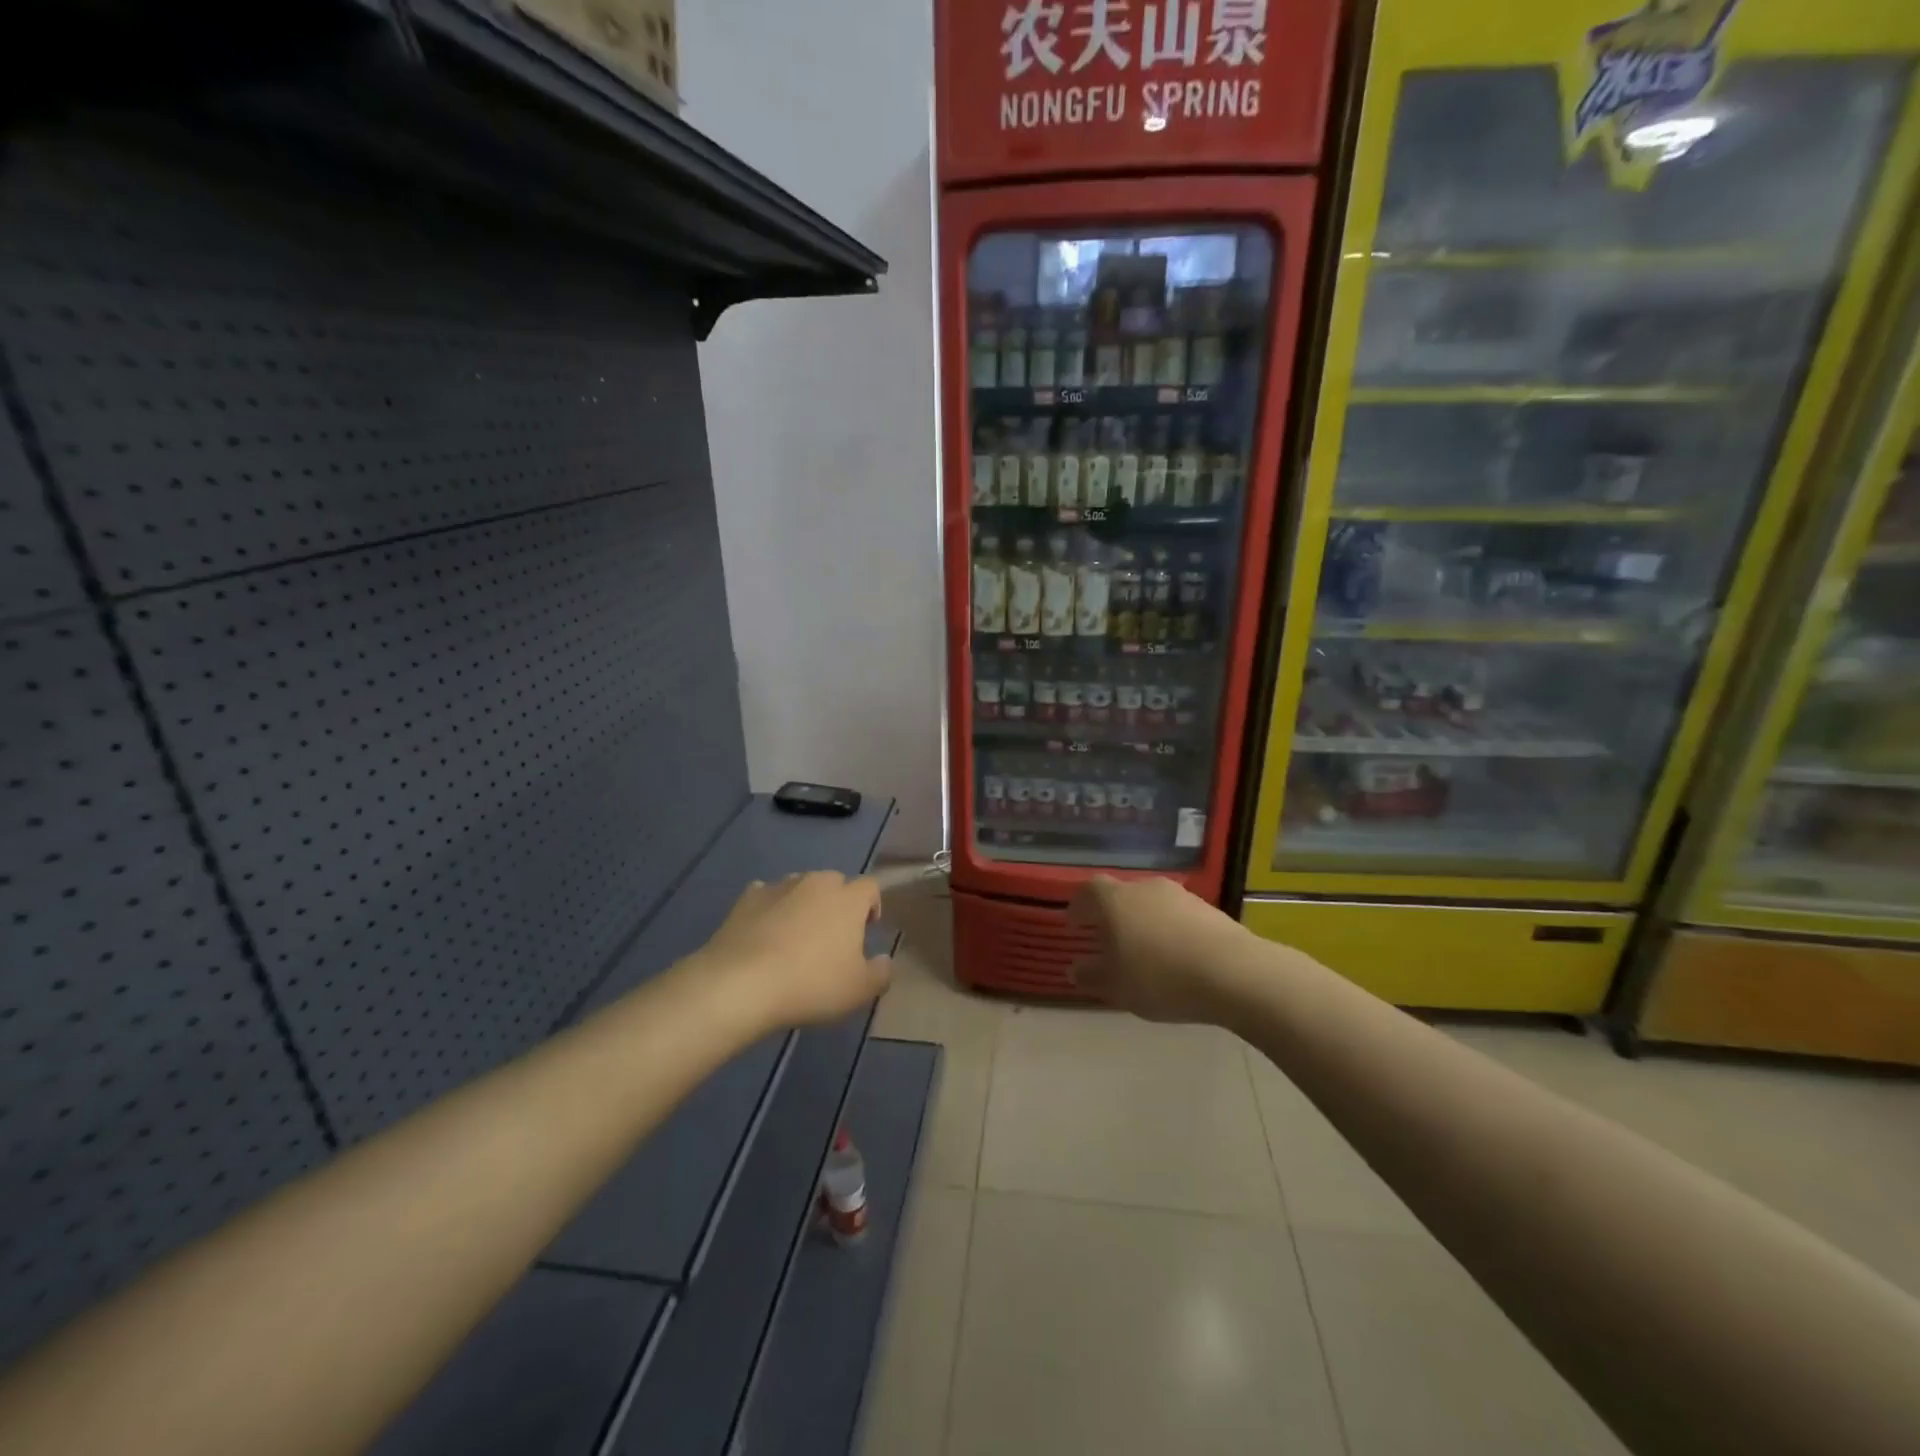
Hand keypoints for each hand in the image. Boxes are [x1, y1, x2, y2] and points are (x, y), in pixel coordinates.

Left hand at [698, 872, 892, 1029]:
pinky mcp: (747, 898)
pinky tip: (764, 932)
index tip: (867, 929)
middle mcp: (816, 883)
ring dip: (804, 903)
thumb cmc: (811, 984)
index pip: (870, 886)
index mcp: (848, 899)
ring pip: (800, 886)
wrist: (741, 983)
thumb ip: (881, 973)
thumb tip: (885, 960)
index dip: (872, 904)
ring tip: (796, 934)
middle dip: (837, 902)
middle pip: (834, 882)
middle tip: (832, 935)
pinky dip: (770, 908)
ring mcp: (779, 887)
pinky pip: (766, 895)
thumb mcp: (859, 990)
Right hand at [1067, 875, 1253, 1024]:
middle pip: (1121, 895)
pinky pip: (1178, 916)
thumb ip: (1092, 975)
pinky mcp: (1208, 908)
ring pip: (1151, 905)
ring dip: (1145, 923)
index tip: (1075, 926)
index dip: (1078, 907)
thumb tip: (1075, 968)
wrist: (1233, 972)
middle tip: (1110, 942)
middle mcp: (1144, 888)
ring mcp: (1180, 895)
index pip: (1087, 892)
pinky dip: (1171, 931)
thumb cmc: (1160, 977)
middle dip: (1113, 916)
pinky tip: (1178, 958)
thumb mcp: (1117, 986)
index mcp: (1114, 900)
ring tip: (1147, 953)